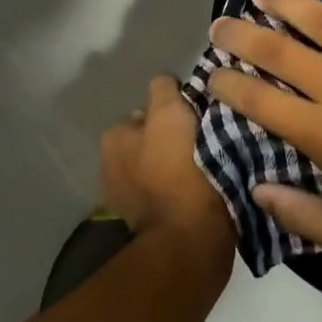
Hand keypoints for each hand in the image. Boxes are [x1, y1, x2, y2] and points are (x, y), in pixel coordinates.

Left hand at [100, 75, 235, 275]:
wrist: (192, 237)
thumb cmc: (179, 169)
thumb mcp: (170, 114)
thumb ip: (163, 90)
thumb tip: (167, 83)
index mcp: (114, 138)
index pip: (147, 110)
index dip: (174, 110)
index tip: (198, 117)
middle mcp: (111, 166)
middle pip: (153, 139)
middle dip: (173, 139)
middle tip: (207, 140)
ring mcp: (129, 200)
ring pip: (162, 167)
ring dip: (179, 164)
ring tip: (210, 165)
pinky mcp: (151, 225)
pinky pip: (172, 193)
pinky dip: (183, 189)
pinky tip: (204, 189)